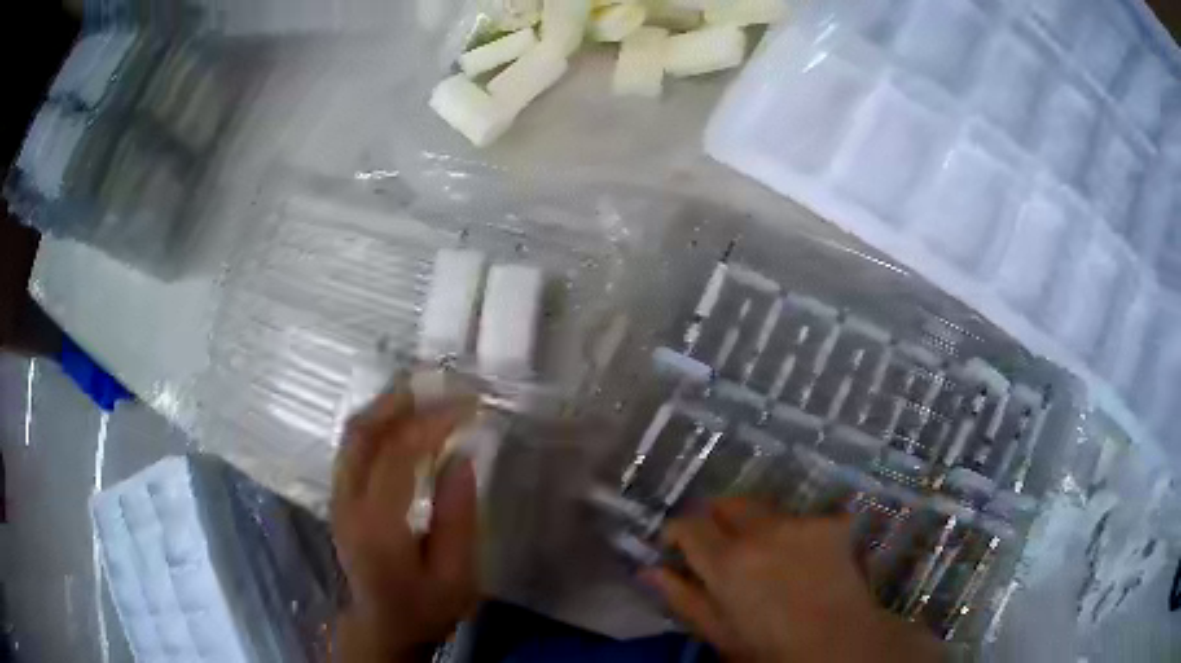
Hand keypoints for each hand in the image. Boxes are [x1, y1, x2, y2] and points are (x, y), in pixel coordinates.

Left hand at [331, 391, 478, 661]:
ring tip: (427, 392)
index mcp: (377, 526)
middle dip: (402, 400)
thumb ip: (458, 517)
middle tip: (443, 385)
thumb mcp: (457, 576)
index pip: (397, 454)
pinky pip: (353, 446)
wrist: (383, 626)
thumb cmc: (425, 607)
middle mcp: (347, 503)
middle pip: (363, 433)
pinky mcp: (339, 497)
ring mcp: (337, 497)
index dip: (433, 422)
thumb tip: (460, 456)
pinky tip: (404, 419)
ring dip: (388, 406)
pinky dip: (378, 423)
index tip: (469, 407)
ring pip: (353, 434)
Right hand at [643, 499, 941, 662]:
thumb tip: (649, 569)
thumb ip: (681, 596)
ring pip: (765, 507)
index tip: (676, 545)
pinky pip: (802, 517)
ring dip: (756, 523)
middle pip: (726, 503)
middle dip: (715, 518)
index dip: (677, 532)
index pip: (688, 524)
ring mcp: (799, 522)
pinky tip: (804, 555)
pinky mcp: (830, 521)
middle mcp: (760, 530)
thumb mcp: (717, 630)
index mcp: (726, 560)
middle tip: (720, 544)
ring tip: (766, 552)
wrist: (836, 642)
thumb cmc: (769, 646)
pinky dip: (795, 531)